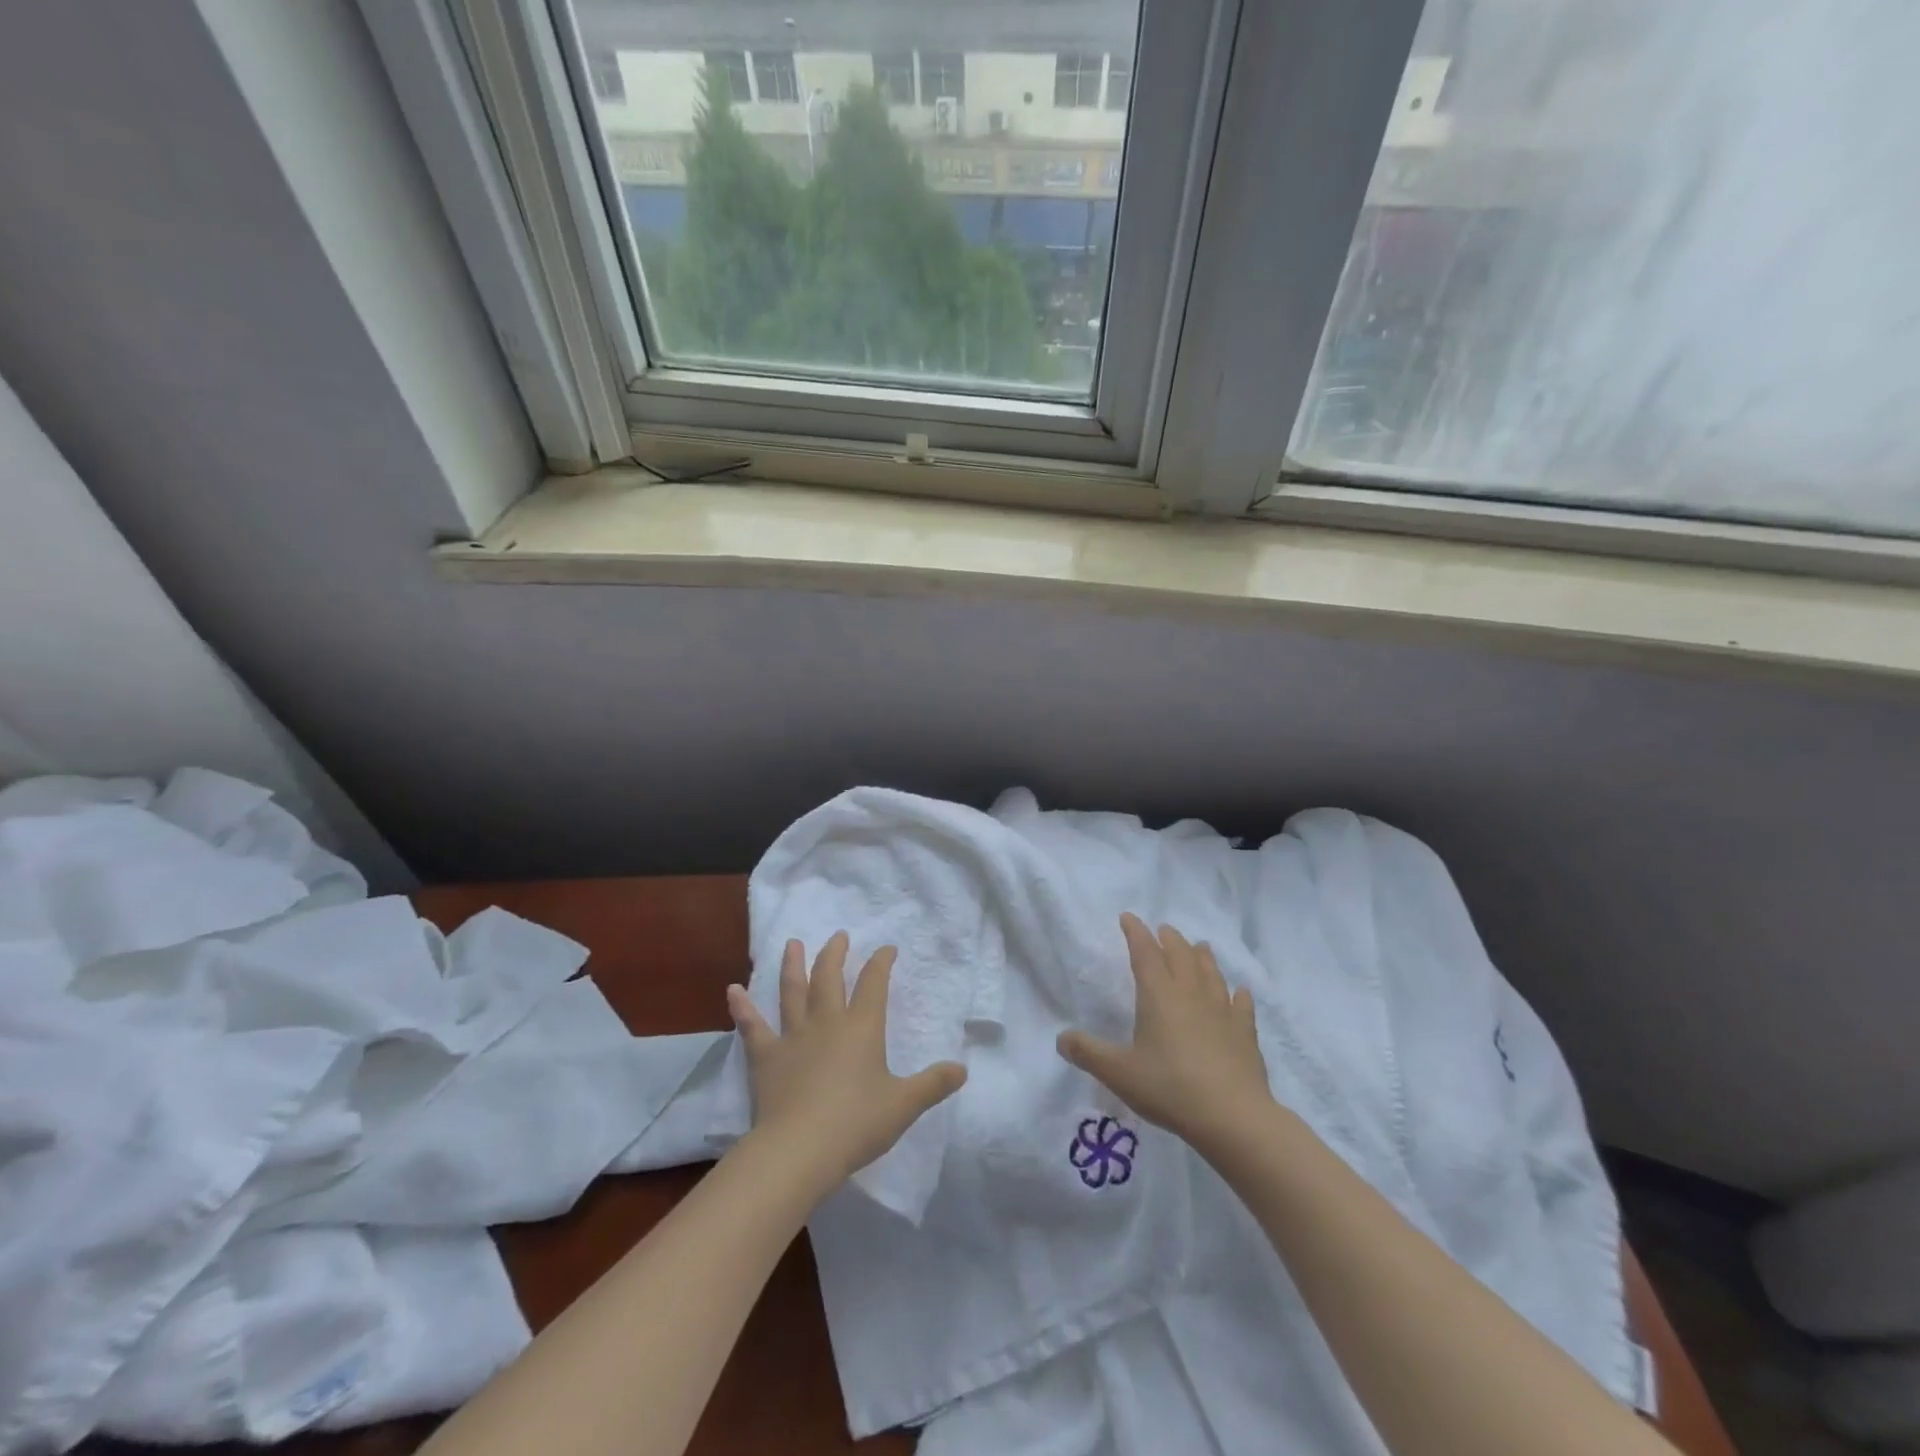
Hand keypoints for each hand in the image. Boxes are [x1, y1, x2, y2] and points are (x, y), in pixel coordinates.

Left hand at [727, 932, 966, 1191]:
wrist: (800, 1149)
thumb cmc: (856, 1124)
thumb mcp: (903, 1105)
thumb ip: (933, 1084)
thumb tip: (963, 1069)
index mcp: (862, 1028)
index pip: (874, 984)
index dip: (881, 963)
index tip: (887, 949)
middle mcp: (827, 1022)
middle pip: (829, 978)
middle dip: (836, 954)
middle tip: (839, 936)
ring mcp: (793, 1036)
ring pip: (792, 992)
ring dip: (793, 965)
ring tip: (792, 943)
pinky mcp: (765, 1057)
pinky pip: (752, 1027)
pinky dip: (742, 1008)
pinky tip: (732, 991)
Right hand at [1057, 913, 1271, 1153]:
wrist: (1233, 1117)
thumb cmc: (1170, 1088)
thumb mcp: (1119, 1073)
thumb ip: (1088, 1053)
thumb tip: (1061, 1038)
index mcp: (1158, 994)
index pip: (1144, 952)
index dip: (1135, 932)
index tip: (1128, 917)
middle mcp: (1191, 993)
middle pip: (1180, 954)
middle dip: (1169, 938)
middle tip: (1162, 930)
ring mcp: (1222, 1010)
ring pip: (1211, 972)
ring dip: (1202, 956)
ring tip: (1199, 947)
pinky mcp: (1245, 1032)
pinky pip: (1241, 1004)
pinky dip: (1238, 994)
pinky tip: (1239, 992)